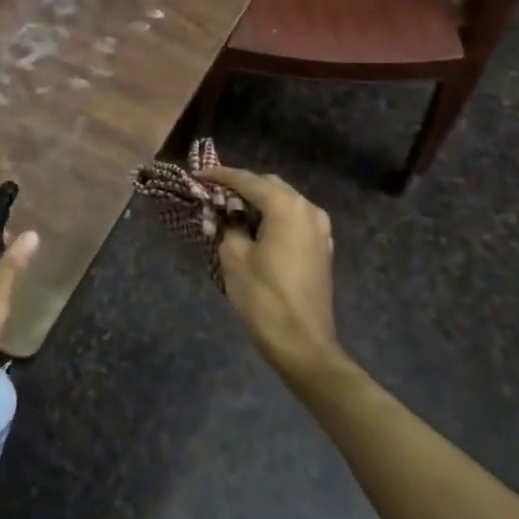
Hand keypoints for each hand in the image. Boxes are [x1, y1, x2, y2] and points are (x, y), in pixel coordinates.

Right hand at [205, 168, 339, 376]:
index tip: (197, 175)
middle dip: (241, 186)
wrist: (303, 343)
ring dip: (258, 202)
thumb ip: (228, 225)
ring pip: (284, 202)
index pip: (247, 180)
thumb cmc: (264, 297)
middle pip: (269, 186)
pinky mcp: (322, 248)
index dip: (219, 175)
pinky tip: (256, 229)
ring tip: (231, 211)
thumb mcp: (234, 256)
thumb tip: (228, 216)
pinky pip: (294, 220)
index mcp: (286, 206)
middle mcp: (308, 209)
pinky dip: (273, 218)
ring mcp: (320, 229)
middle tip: (214, 194)